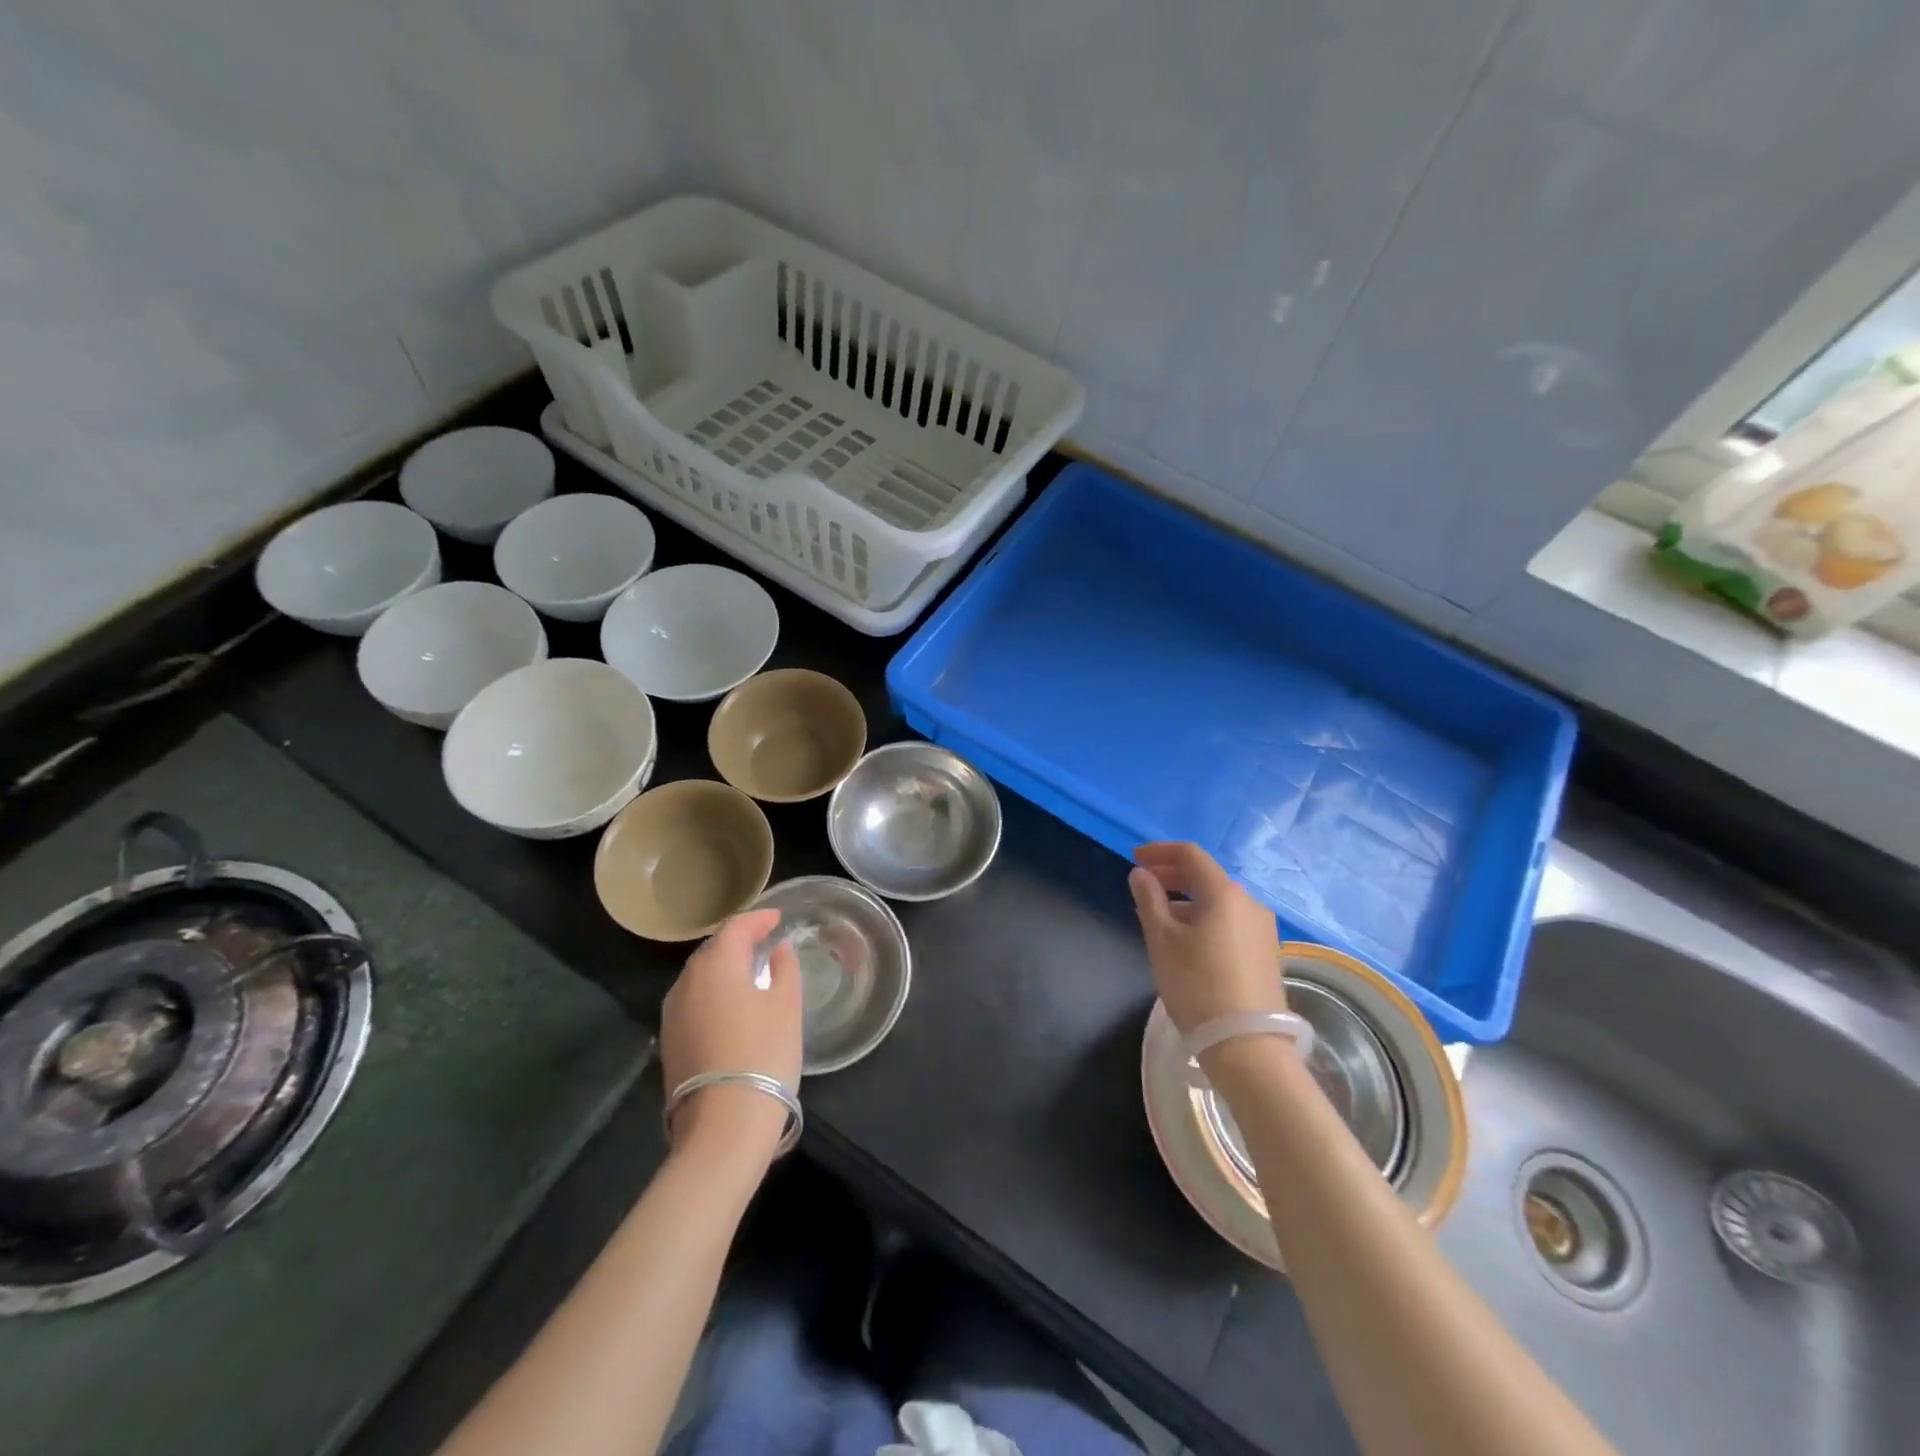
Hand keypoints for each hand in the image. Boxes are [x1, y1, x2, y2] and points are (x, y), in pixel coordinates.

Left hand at [660, 909, 801, 1160]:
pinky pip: (694, 1000)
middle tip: (764, 940)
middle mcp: (687, 982)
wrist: (724, 1124)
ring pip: (700, 976)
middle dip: (739, 940)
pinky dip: (713, 991)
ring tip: (750, 970)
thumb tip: (778, 949)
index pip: (735, 928)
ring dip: (724, 967)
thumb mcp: (786, 1006)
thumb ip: (784, 969)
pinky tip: (731, 1004)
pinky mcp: (670, 1042)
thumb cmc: (764, 1054)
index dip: (758, 919)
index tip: (778, 917)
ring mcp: (673, 1014)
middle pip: (713, 949)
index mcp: (716, 966)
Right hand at [1128, 842, 1284, 1035]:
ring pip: (1219, 901)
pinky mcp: (1267, 952)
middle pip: (1206, 876)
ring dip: (1187, 899)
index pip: (1190, 854)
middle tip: (1143, 886)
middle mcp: (1249, 903)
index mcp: (1224, 893)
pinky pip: (1230, 921)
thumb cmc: (1196, 986)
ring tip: (1160, 917)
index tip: (1134, 859)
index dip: (1159, 851)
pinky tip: (1188, 940)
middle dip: (1172, 875)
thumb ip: (1148, 900)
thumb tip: (1141, 874)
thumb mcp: (1162, 940)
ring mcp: (1262, 929)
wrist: (1248, 1046)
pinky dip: (1205, 918)